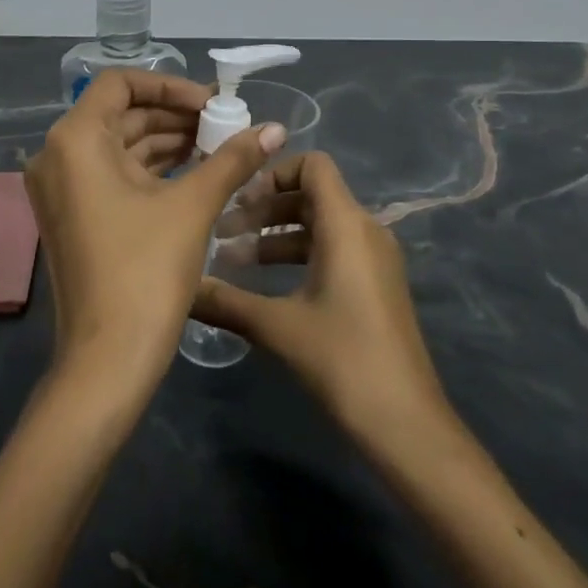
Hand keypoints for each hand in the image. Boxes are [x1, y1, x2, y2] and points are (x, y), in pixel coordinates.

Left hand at [25, 69, 285, 393]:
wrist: (107, 360)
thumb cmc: (146, 271)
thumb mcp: (193, 206)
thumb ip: (233, 159)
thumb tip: (275, 127)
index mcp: (75, 140)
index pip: (121, 84)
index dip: (169, 86)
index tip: (210, 103)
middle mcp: (57, 156)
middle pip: (121, 114)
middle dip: (175, 116)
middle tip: (224, 125)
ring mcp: (61, 188)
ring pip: (119, 146)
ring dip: (167, 143)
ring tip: (218, 147)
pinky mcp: (72, 215)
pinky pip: (113, 174)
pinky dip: (151, 169)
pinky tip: (195, 173)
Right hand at [191, 152, 448, 439]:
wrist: (405, 421)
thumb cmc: (343, 359)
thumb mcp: (278, 326)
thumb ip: (226, 301)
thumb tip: (182, 286)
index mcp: (346, 224)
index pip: (313, 165)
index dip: (274, 173)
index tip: (239, 201)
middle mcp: (365, 230)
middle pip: (311, 195)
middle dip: (265, 209)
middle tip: (223, 233)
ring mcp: (374, 258)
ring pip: (320, 225)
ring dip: (277, 235)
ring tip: (233, 260)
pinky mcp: (375, 284)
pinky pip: (334, 249)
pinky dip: (299, 255)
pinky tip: (266, 285)